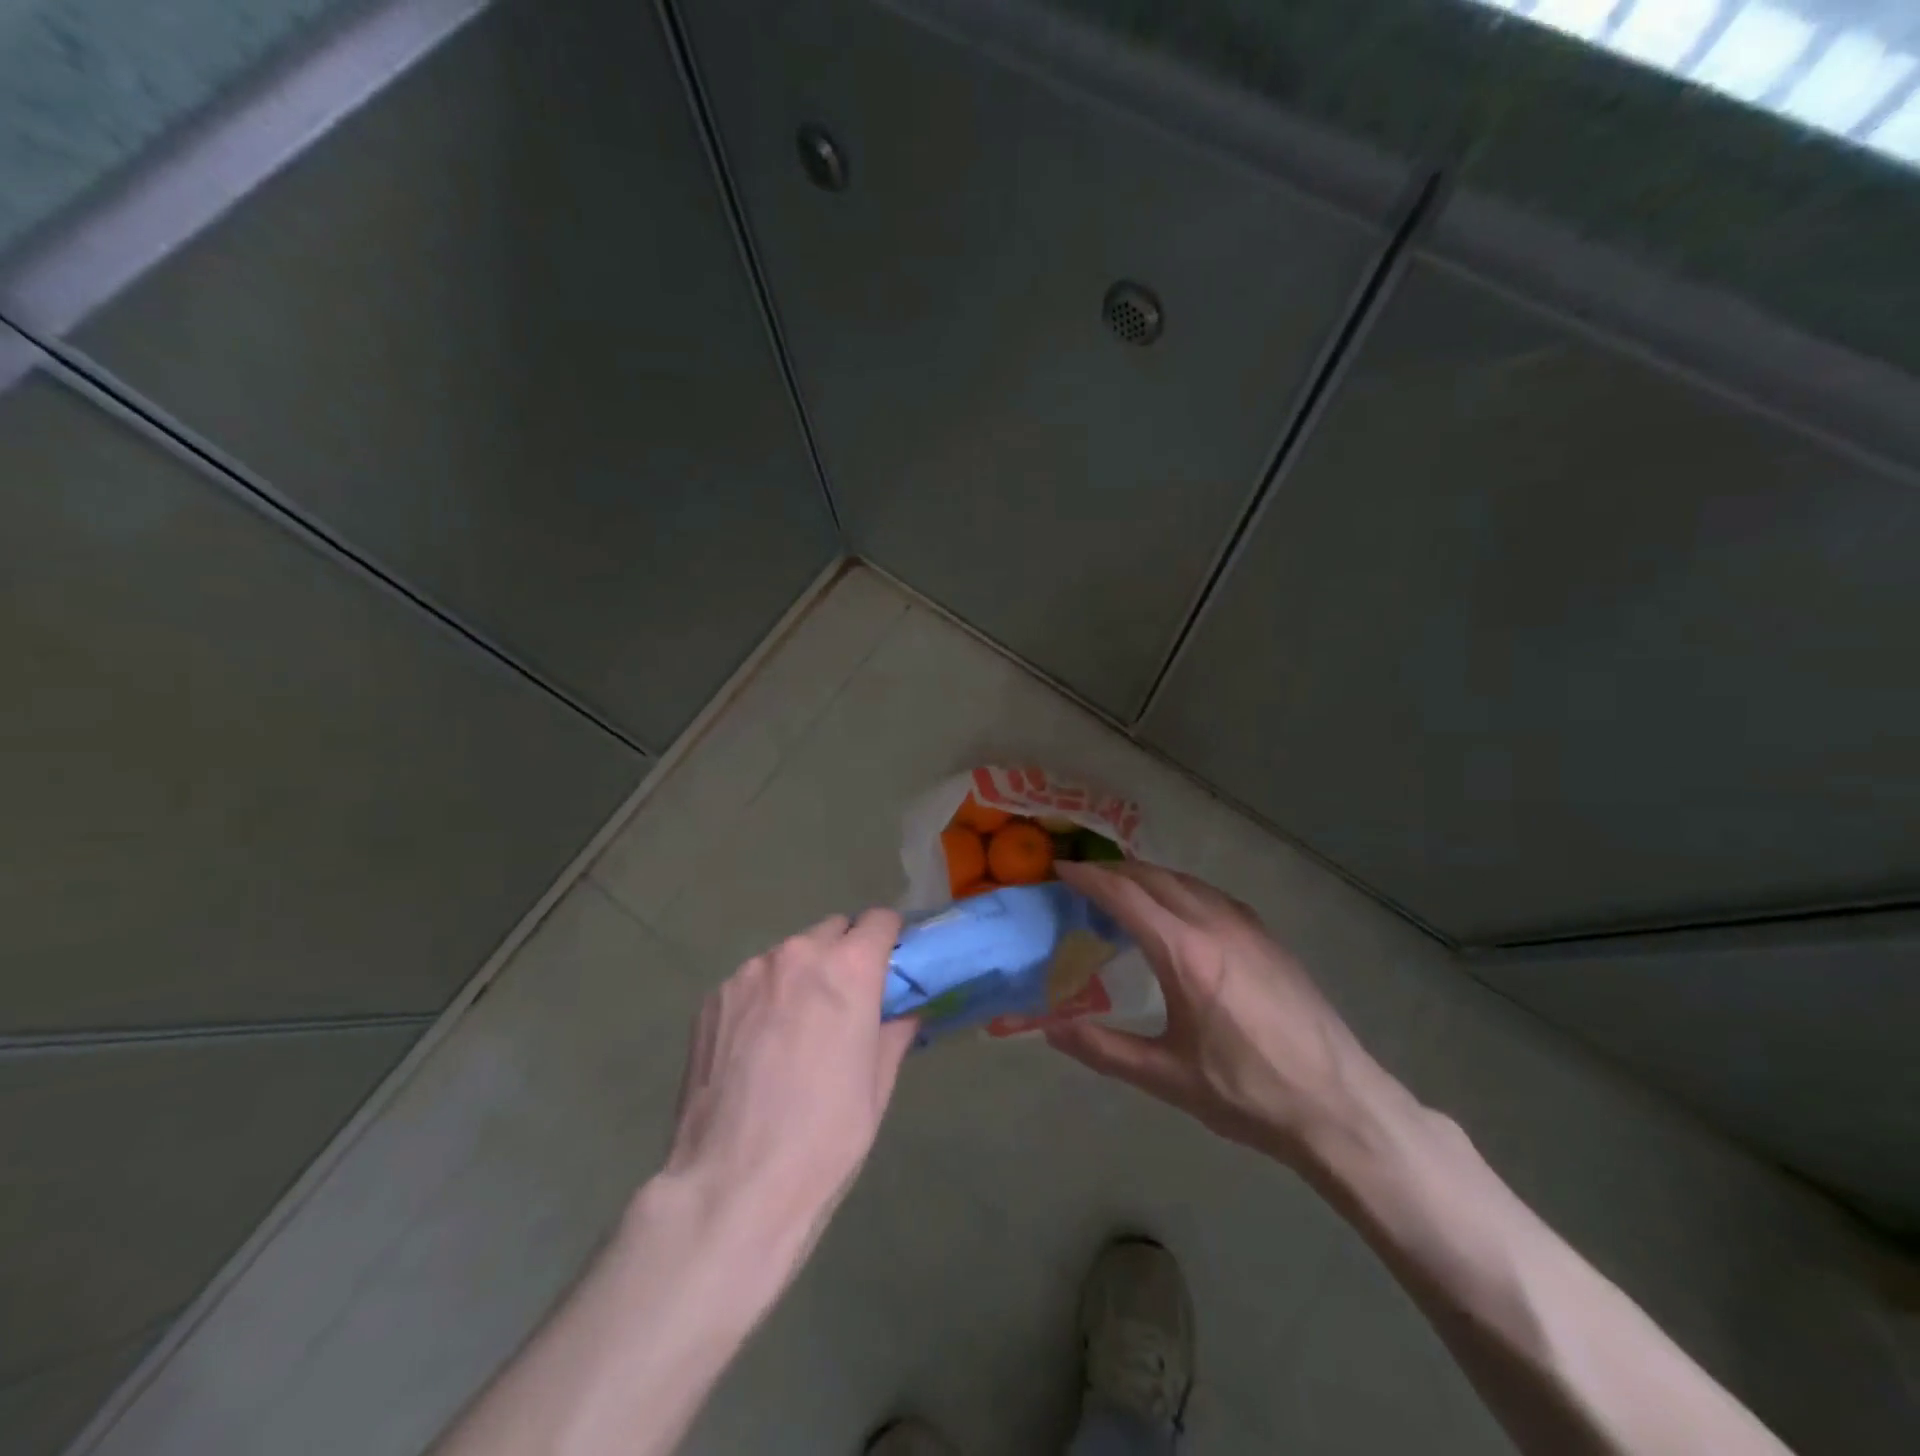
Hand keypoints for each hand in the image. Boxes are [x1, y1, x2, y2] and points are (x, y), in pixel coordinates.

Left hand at [660, 909, 916, 1269]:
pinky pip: (751, 981)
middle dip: (845, 955)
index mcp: (848, 969)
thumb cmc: (824, 1139)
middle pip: (832, 930)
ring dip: (801, 975)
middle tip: (846, 1002)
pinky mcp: (711, 998)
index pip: (879, 920)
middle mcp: (797, 954)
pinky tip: (756, 1048)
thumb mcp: (877, 1086)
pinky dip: (764, 997)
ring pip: (789, 955)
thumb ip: (894, 1031)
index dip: (890, 939)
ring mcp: (748, 973)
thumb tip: (904, 1011)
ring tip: (795, 1031)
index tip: (891, 965)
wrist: (730, 1187)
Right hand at [1048, 861, 1393, 1168]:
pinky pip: (1212, 895)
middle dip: (1114, 871)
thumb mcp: (1166, 1077)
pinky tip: (1178, 912)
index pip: (1125, 895)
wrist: (1339, 1105)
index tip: (1060, 870)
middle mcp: (1216, 925)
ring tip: (1123, 892)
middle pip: (1154, 877)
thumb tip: (1050, 1030)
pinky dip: (1180, 889)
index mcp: (1185, 953)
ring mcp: (1248, 927)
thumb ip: (1103, 1049)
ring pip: (1186, 881)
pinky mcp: (1269, 938)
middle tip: (1083, 880)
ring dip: (1148, 877)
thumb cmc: (1247, 1093)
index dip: (1088, 878)